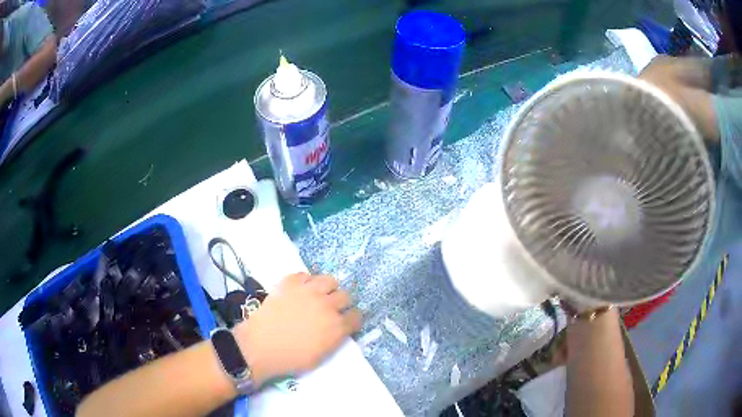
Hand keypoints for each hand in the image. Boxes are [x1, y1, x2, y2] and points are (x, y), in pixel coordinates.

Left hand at [233, 273, 361, 385]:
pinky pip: (304, 275)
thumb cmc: (291, 358)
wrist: (261, 345)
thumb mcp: (320, 356)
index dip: (352, 319)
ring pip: (329, 280)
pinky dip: (305, 282)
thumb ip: (333, 339)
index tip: (347, 321)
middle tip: (331, 309)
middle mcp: (327, 305)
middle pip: (345, 296)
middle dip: (341, 303)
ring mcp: (308, 291)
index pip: (356, 316)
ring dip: (327, 288)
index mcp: (336, 326)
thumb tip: (337, 329)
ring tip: (318, 295)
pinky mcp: (290, 283)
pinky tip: (299, 290)